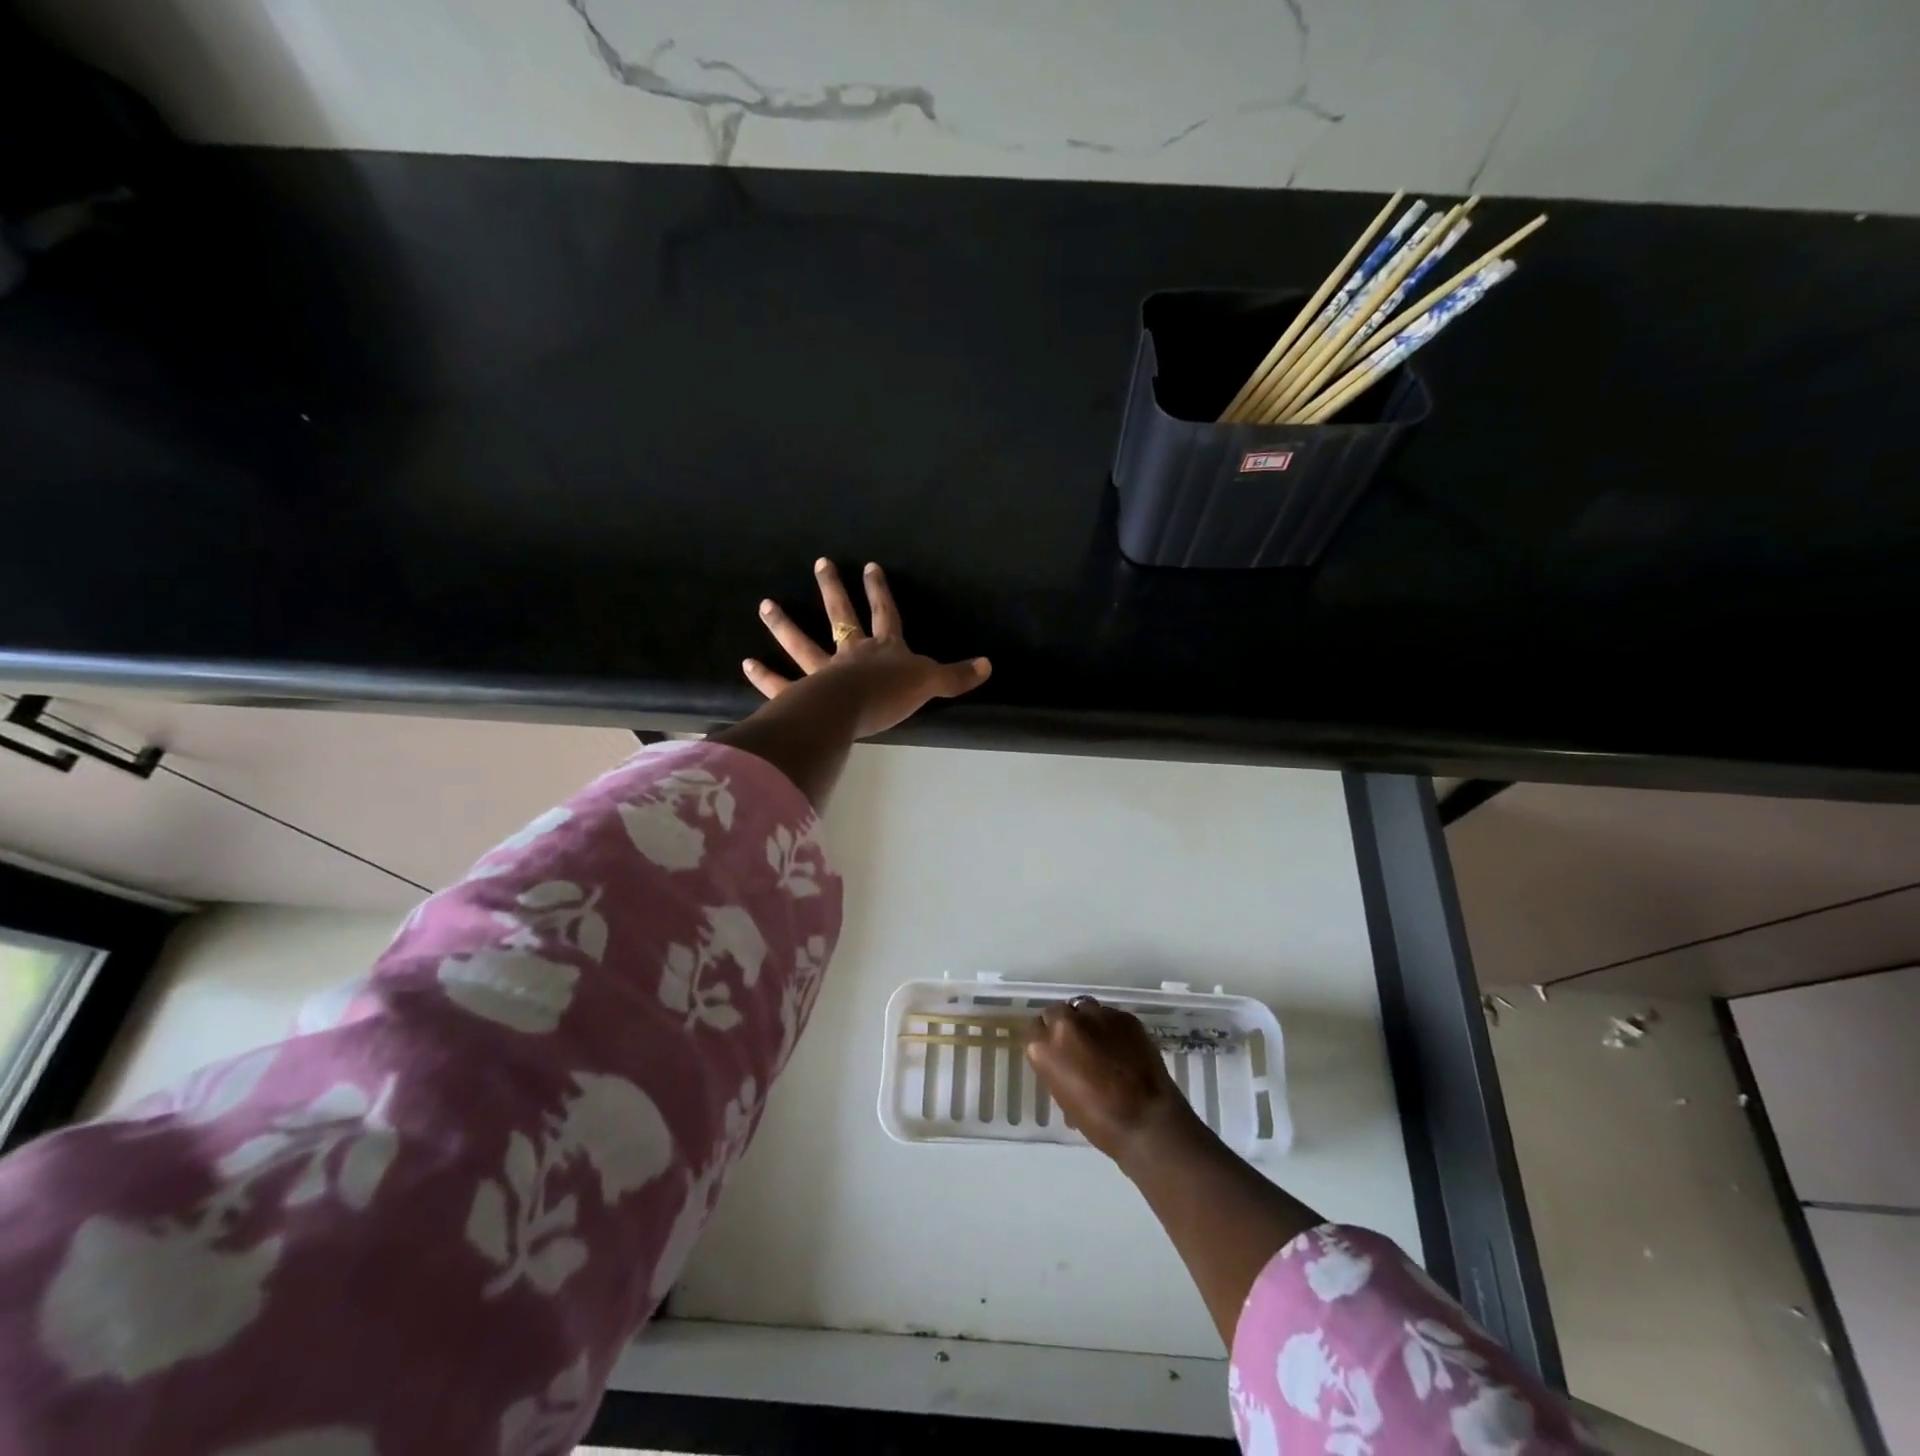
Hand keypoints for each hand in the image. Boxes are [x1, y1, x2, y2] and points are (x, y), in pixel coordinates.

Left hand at [744, 559, 991, 739]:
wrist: (852, 710)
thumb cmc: (891, 694)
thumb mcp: (930, 683)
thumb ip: (956, 676)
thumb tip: (989, 665)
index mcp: (883, 649)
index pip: (885, 613)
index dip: (880, 591)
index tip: (870, 566)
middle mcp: (851, 653)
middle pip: (841, 615)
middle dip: (832, 589)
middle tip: (819, 563)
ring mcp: (823, 672)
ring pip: (802, 644)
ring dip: (784, 625)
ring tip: (766, 605)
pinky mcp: (803, 695)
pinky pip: (782, 684)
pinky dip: (765, 676)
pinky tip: (748, 664)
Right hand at [1025, 997, 1197, 1166]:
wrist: (1147, 1120)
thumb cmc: (1099, 1122)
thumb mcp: (1064, 1097)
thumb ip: (1057, 1069)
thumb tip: (1066, 1064)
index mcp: (1044, 1047)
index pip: (1034, 1029)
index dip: (1044, 1039)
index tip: (1053, 1051)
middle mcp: (1066, 1023)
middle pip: (1056, 1012)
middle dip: (1063, 1025)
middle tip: (1075, 1045)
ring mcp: (1097, 1015)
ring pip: (1083, 1007)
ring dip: (1086, 1020)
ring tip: (1098, 1040)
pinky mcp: (1124, 1016)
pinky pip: (1110, 1015)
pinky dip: (1111, 1027)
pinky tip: (1122, 1046)